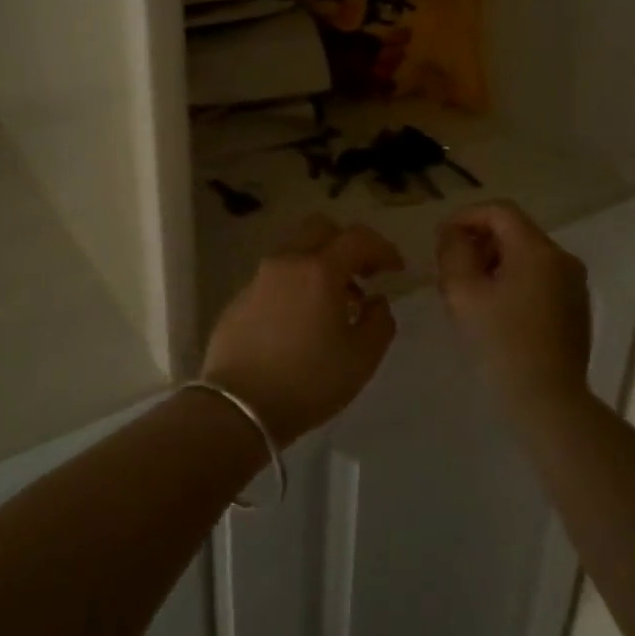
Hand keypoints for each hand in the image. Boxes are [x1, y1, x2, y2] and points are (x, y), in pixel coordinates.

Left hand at [201, 215, 404, 445]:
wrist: (238, 406)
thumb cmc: (308, 381)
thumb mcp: (361, 359)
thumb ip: (379, 322)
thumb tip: (376, 301)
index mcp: (319, 270)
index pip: (357, 238)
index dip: (383, 248)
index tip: (396, 269)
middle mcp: (286, 262)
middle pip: (320, 229)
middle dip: (347, 244)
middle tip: (364, 274)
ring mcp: (258, 278)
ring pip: (295, 251)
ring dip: (320, 264)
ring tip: (336, 302)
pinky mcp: (240, 297)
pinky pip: (276, 276)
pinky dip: (297, 283)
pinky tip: (302, 319)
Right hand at [436, 201, 590, 409]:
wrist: (548, 401)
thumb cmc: (500, 343)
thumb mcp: (463, 293)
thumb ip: (453, 252)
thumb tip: (452, 233)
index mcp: (537, 250)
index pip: (499, 211)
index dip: (466, 216)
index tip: (441, 237)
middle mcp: (562, 258)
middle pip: (514, 231)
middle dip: (479, 240)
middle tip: (450, 266)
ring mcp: (573, 284)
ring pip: (527, 255)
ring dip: (494, 261)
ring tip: (468, 289)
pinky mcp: (575, 307)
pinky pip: (539, 277)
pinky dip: (513, 279)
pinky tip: (494, 308)